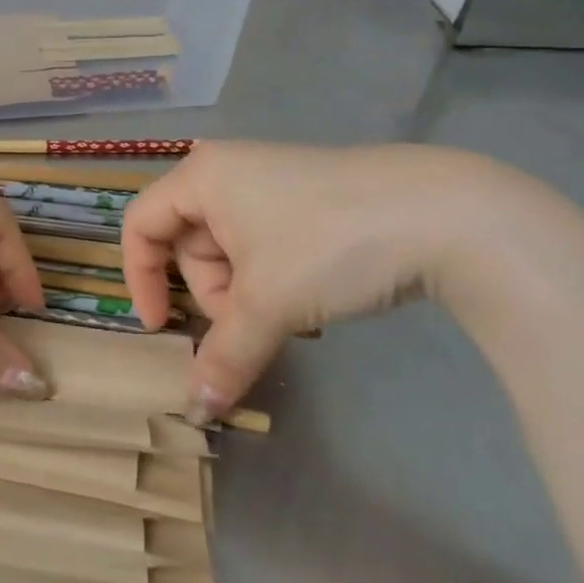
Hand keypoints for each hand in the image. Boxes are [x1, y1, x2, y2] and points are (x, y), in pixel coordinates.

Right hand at [122, 142, 534, 421]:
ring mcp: (270, 183)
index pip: (141, 224)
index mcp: (201, 177)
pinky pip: (265, 247)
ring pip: (231, 251)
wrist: (443, 214)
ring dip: (248, 294)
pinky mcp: (306, 201)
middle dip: (212, 295)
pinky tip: (313, 301)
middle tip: (250, 327)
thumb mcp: (268, 303)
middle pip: (188, 243)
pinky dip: (275, 281)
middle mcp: (227, 172)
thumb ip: (224, 356)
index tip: (162, 329)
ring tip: (292, 317)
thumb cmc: (329, 243)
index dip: (140, 279)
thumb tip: (195, 410)